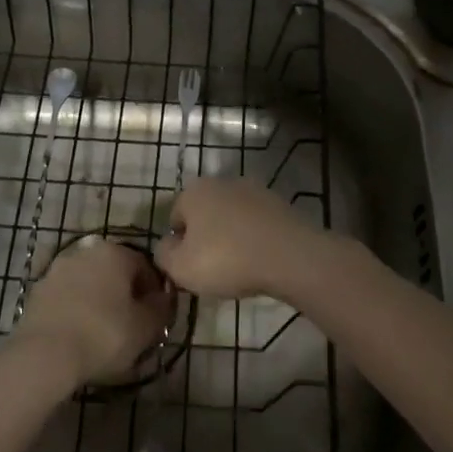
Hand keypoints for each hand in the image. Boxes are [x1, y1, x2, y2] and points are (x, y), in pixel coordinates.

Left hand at [14, 237, 172, 386]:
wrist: (43, 355)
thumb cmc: (103, 336)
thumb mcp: (146, 327)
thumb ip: (161, 308)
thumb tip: (164, 298)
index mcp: (115, 252)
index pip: (145, 266)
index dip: (154, 293)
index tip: (155, 318)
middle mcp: (85, 251)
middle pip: (115, 272)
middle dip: (124, 295)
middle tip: (130, 326)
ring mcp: (57, 269)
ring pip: (89, 284)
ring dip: (98, 301)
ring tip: (102, 335)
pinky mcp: (37, 291)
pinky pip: (66, 298)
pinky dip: (76, 311)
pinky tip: (78, 336)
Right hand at [154, 177, 342, 302]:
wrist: (289, 255)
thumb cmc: (227, 259)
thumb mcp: (180, 268)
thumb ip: (163, 255)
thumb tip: (166, 247)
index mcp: (194, 191)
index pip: (174, 218)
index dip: (178, 246)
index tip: (190, 268)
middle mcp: (222, 181)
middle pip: (204, 214)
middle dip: (205, 239)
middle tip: (212, 269)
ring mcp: (254, 189)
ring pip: (231, 218)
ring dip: (231, 238)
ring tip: (239, 268)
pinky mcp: (278, 203)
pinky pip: (256, 224)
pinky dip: (254, 238)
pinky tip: (260, 260)